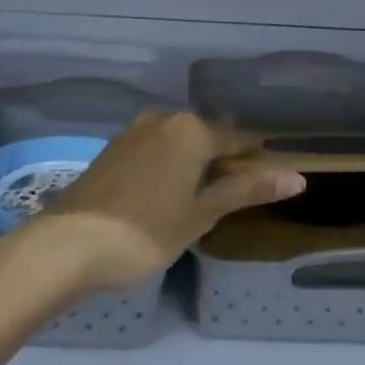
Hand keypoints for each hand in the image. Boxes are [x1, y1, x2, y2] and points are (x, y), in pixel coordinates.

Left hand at [30, 111, 305, 292]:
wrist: (67, 246)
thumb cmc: (145, 232)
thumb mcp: (201, 214)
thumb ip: (246, 191)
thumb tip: (297, 176)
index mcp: (192, 130)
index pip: (239, 139)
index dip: (257, 159)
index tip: (272, 179)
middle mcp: (165, 119)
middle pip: (208, 137)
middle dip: (225, 161)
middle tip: (236, 197)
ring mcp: (135, 131)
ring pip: (180, 142)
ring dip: (196, 163)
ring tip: (204, 198)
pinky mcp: (114, 148)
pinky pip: (156, 149)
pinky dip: (170, 165)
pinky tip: (168, 193)